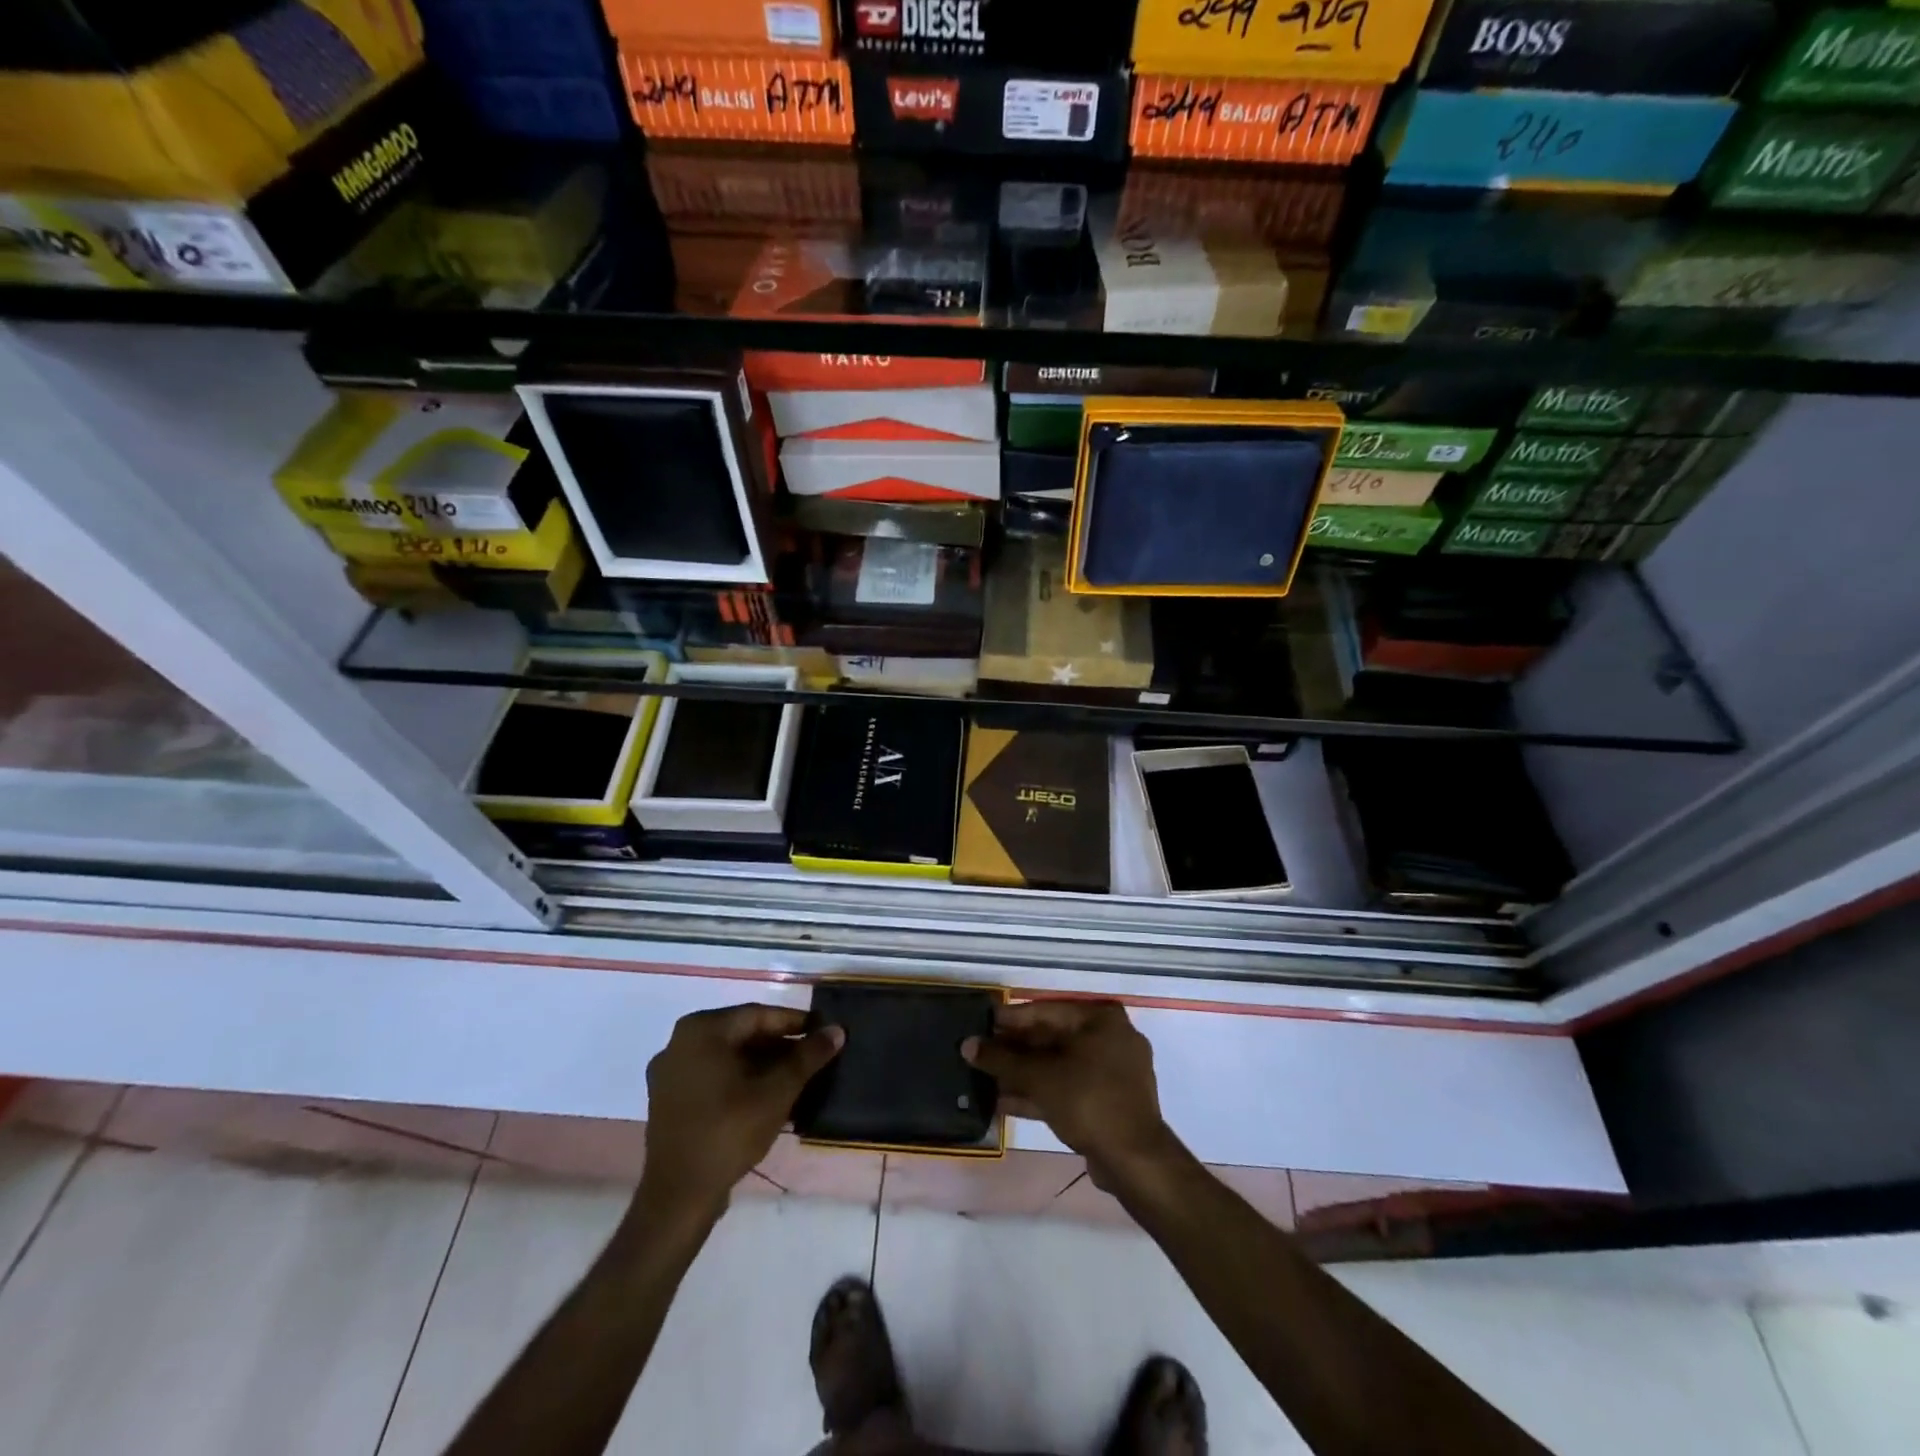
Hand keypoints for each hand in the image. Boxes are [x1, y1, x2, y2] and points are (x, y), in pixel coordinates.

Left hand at [636, 1004, 842, 1220]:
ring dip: (763, 1065)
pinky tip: (768, 1096)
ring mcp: (670, 1073)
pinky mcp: (669, 1100)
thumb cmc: (729, 1132)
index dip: (795, 1023)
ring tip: (797, 1078)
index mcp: (701, 1030)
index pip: (758, 1016)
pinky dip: (741, 1080)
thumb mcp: (777, 1091)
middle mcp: (679, 1042)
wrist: (678, 1197)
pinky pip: (713, 1077)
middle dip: (780, 1046)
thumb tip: (837, 1030)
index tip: (823, 1031)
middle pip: (742, 1035)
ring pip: (729, 1058)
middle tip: (812, 1057)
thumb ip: (807, 1057)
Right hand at [963, 1000, 1176, 1186]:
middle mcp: (1110, 1038)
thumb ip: (1002, 1060)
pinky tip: (1003, 1102)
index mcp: (1101, 1019)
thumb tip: (967, 1045)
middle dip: (1014, 1050)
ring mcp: (1112, 1072)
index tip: (981, 1024)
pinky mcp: (1108, 1101)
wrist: (1134, 1160)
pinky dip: (1039, 1093)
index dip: (1010, 1019)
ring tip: (985, 1078)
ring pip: (1058, 1066)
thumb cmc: (1088, 1101)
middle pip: (1052, 1039)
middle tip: (980, 1053)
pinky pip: (1067, 1088)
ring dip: (1023, 1074)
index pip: (1045, 1011)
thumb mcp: (1040, 1077)